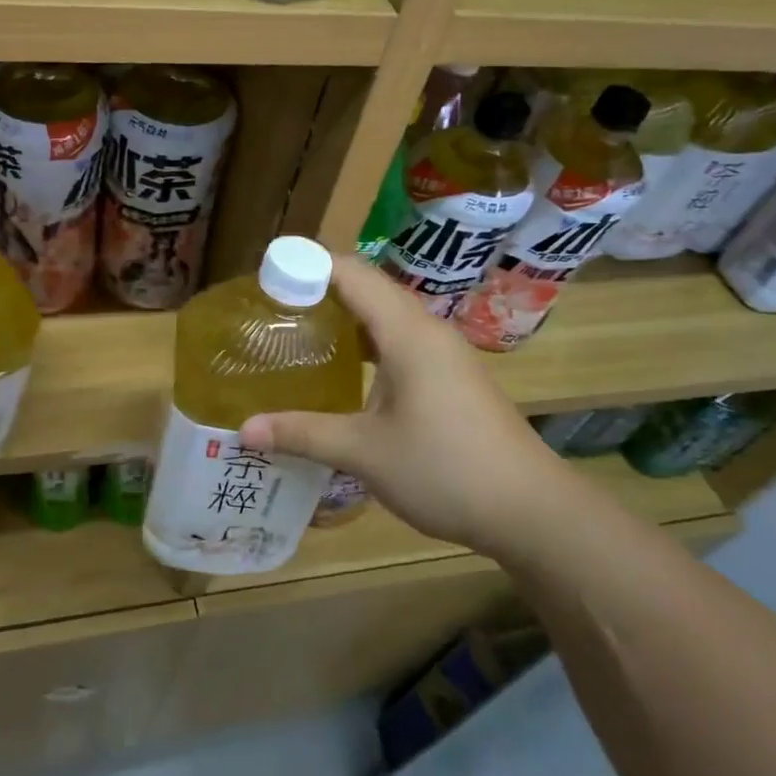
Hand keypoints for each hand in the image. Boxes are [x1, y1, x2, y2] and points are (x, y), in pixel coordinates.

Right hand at [239, 256, 586, 554]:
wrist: (530, 510)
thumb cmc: (445, 469)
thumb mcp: (364, 452)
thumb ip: (302, 434)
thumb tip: (244, 431)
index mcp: (407, 332)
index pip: (351, 273)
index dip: (307, 265)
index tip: (264, 276)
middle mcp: (427, 331)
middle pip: (368, 289)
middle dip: (319, 290)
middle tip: (271, 309)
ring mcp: (444, 354)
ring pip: (386, 317)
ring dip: (344, 319)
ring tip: (298, 335)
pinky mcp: (451, 378)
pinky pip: (400, 343)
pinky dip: (366, 345)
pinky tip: (343, 373)